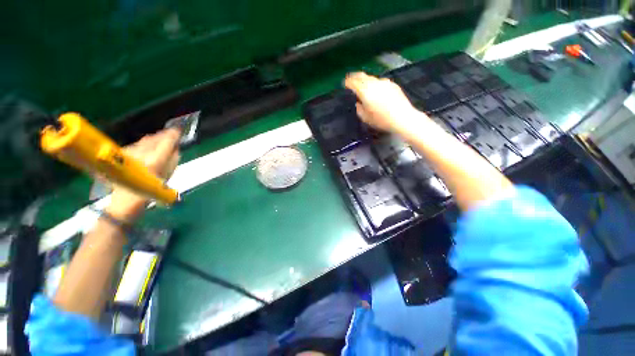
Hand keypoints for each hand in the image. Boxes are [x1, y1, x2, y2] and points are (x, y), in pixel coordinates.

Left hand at [107, 128, 180, 221]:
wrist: (124, 202)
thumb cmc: (149, 193)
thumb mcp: (167, 178)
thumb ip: (172, 161)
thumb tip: (175, 149)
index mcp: (154, 161)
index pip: (166, 141)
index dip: (173, 134)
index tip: (178, 129)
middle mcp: (140, 154)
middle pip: (154, 139)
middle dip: (163, 136)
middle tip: (170, 134)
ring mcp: (128, 153)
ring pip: (144, 141)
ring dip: (153, 140)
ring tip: (159, 140)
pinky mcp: (120, 156)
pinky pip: (135, 145)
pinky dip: (143, 145)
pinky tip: (145, 148)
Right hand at [344, 72, 419, 132]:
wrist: (402, 118)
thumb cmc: (382, 120)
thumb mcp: (366, 118)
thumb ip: (359, 109)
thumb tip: (358, 103)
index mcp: (365, 92)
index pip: (353, 82)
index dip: (348, 82)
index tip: (345, 83)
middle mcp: (374, 84)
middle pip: (362, 76)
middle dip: (355, 77)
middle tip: (351, 79)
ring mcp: (384, 83)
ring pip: (371, 78)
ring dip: (365, 80)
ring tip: (363, 85)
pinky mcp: (392, 84)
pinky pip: (380, 82)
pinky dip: (375, 84)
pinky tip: (376, 90)